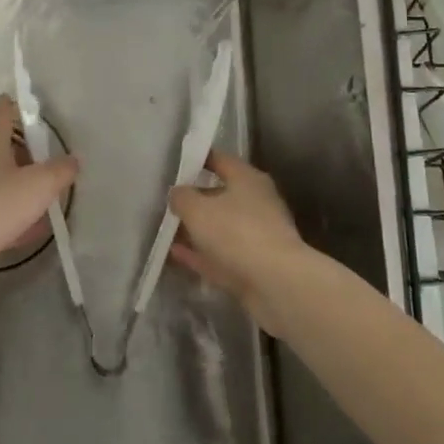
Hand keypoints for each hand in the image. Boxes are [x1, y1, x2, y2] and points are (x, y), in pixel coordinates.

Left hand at [0, 97, 76, 305]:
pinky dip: (13, 217)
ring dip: (17, 188)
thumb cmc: (0, 203)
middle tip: (41, 156)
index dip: (8, 107)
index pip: (1, 119)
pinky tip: (30, 230)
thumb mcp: (41, 184)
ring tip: (41, 197)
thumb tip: (72, 160)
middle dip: (19, 153)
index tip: (9, 96)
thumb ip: (60, 170)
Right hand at [170, 151, 306, 336]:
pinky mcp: (253, 265)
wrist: (276, 283)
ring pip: (220, 228)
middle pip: (221, 195)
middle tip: (167, 201)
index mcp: (248, 180)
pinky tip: (176, 255)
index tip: (175, 163)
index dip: (198, 159)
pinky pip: (220, 254)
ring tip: (167, 230)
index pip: (220, 160)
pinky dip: (200, 254)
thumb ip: (182, 197)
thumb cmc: (236, 232)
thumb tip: (178, 193)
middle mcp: (256, 203)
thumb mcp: (197, 209)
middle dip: (195, 199)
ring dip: (196, 230)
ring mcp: (257, 236)